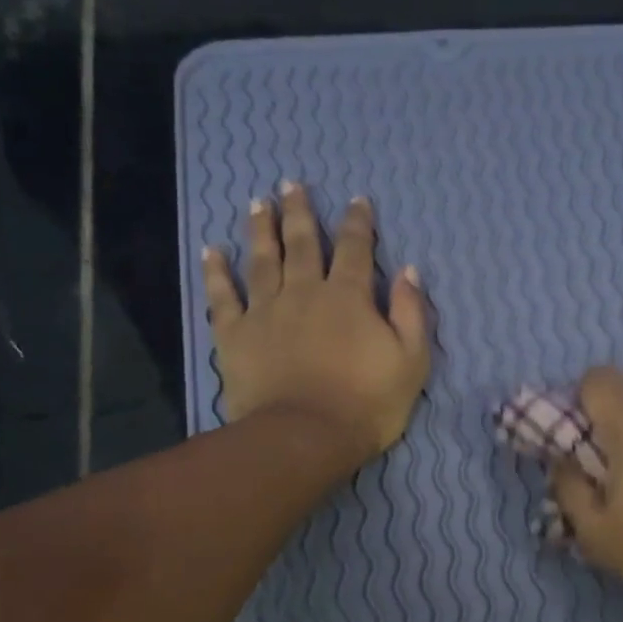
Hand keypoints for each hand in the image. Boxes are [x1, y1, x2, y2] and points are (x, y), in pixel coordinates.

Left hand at [201, 183, 431, 467]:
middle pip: (302, 243)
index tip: (356, 200)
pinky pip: (222, 296)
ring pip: (262, 260)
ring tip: (258, 204)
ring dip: (261, 230)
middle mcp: (305, 291)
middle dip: (300, 212)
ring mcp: (265, 310)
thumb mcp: (411, 361)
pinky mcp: (235, 335)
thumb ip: (411, 313)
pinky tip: (211, 251)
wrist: (306, 436)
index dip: (358, 222)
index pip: (356, 249)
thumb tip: (408, 271)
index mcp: (349, 297)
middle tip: (292, 185)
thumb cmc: (367, 404)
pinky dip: (216, 272)